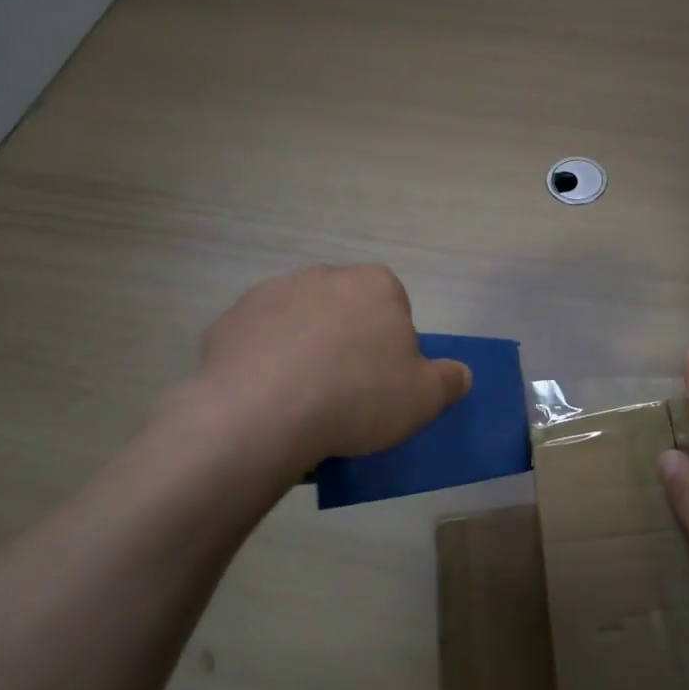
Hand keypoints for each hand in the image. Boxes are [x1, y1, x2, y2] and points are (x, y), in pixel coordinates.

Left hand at [185, 264, 470, 468]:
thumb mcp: (424, 398)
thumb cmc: (357, 396)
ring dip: (304, 350)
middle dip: (347, 341)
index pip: (394, 305)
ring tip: (303, 401)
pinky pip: (259, 342)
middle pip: (345, 310)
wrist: (261, 413)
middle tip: (347, 391)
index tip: (384, 380)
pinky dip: (264, 363)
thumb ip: (449, 381)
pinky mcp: (229, 320)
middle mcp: (323, 276)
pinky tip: (267, 400)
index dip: (392, 343)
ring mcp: (271, 294)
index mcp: (375, 285)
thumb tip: (459, 373)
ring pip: (300, 323)